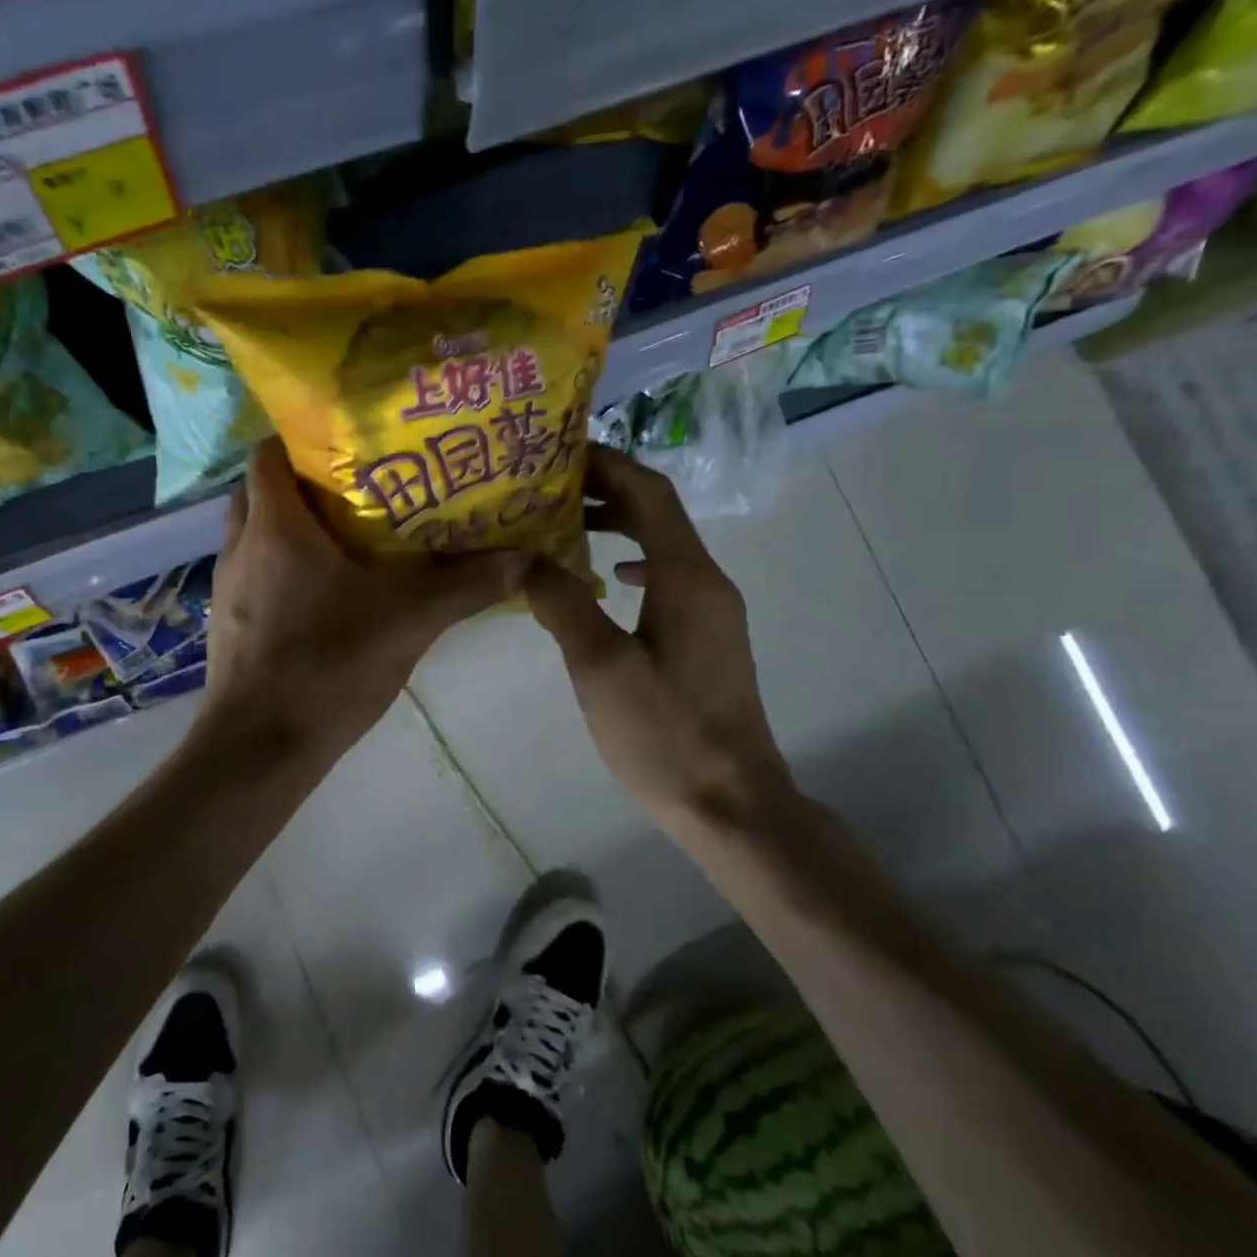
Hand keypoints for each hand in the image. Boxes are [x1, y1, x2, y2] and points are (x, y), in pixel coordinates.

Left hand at [203, 439, 524, 755]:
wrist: (259, 748)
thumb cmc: (327, 667)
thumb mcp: (407, 623)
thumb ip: (464, 587)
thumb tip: (523, 560)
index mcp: (276, 526)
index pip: (269, 451)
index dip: (304, 437)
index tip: (350, 443)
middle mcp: (241, 545)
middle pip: (263, 489)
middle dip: (305, 482)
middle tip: (360, 488)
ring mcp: (229, 586)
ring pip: (256, 533)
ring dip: (293, 527)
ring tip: (350, 535)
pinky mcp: (231, 622)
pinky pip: (256, 573)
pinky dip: (283, 567)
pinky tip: (325, 592)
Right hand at [524, 447, 795, 836]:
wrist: (731, 803)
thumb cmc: (664, 734)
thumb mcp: (600, 667)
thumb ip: (562, 602)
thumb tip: (526, 558)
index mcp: (687, 577)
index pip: (650, 493)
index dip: (607, 465)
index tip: (557, 453)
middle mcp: (708, 582)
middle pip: (659, 513)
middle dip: (607, 491)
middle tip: (548, 488)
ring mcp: (712, 612)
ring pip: (663, 546)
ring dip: (619, 526)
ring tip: (565, 526)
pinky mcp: (707, 640)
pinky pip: (668, 580)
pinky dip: (633, 565)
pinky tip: (605, 584)